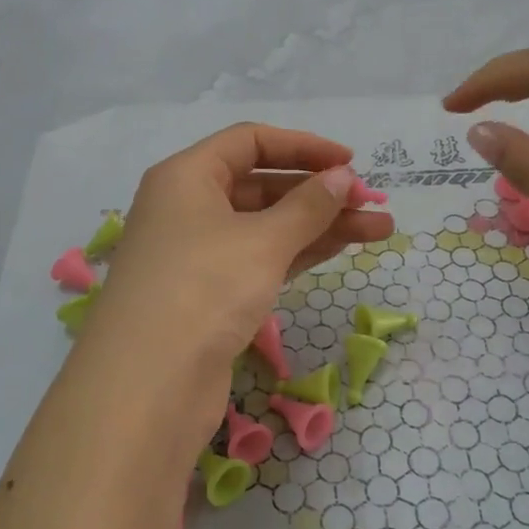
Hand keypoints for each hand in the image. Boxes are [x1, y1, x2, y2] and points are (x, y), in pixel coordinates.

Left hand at [78, 124, 394, 453]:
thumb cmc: (204, 289)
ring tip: (379, 228)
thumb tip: (342, 177)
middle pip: (261, 184)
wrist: (148, 386)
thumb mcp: (262, 240)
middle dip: (319, 192)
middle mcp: (188, 208)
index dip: (303, 146)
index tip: (350, 161)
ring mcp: (198, 254)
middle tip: (371, 202)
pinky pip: (261, 259)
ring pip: (267, 226)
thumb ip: (308, 206)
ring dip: (320, 225)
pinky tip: (342, 249)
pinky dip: (299, 253)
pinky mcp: (211, 295)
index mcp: (186, 177)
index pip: (250, 141)